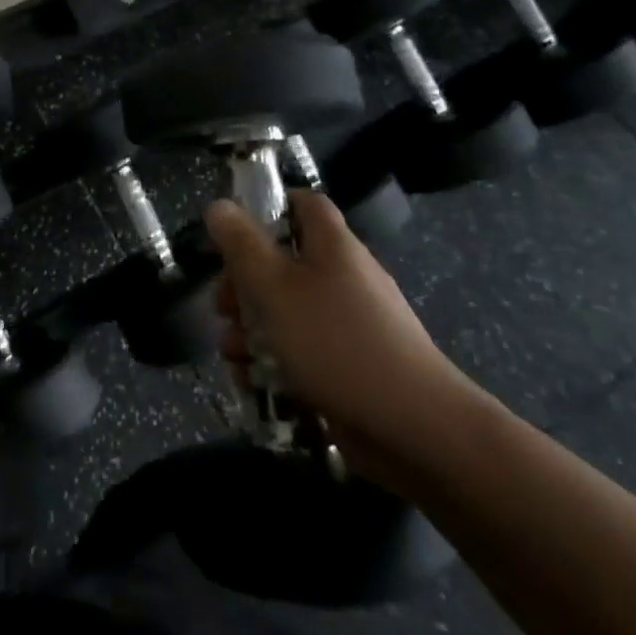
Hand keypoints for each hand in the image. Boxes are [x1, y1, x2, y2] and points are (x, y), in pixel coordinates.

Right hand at [210, 189, 481, 489]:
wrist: (416, 430)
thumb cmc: (337, 343)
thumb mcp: (275, 287)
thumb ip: (242, 245)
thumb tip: (218, 205)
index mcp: (333, 247)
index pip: (304, 204)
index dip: (268, 207)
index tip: (232, 231)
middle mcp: (344, 278)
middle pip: (284, 263)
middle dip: (243, 284)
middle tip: (222, 307)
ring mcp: (350, 325)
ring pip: (287, 311)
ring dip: (251, 328)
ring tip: (231, 353)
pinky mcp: (350, 367)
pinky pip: (303, 352)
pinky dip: (274, 362)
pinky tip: (252, 382)